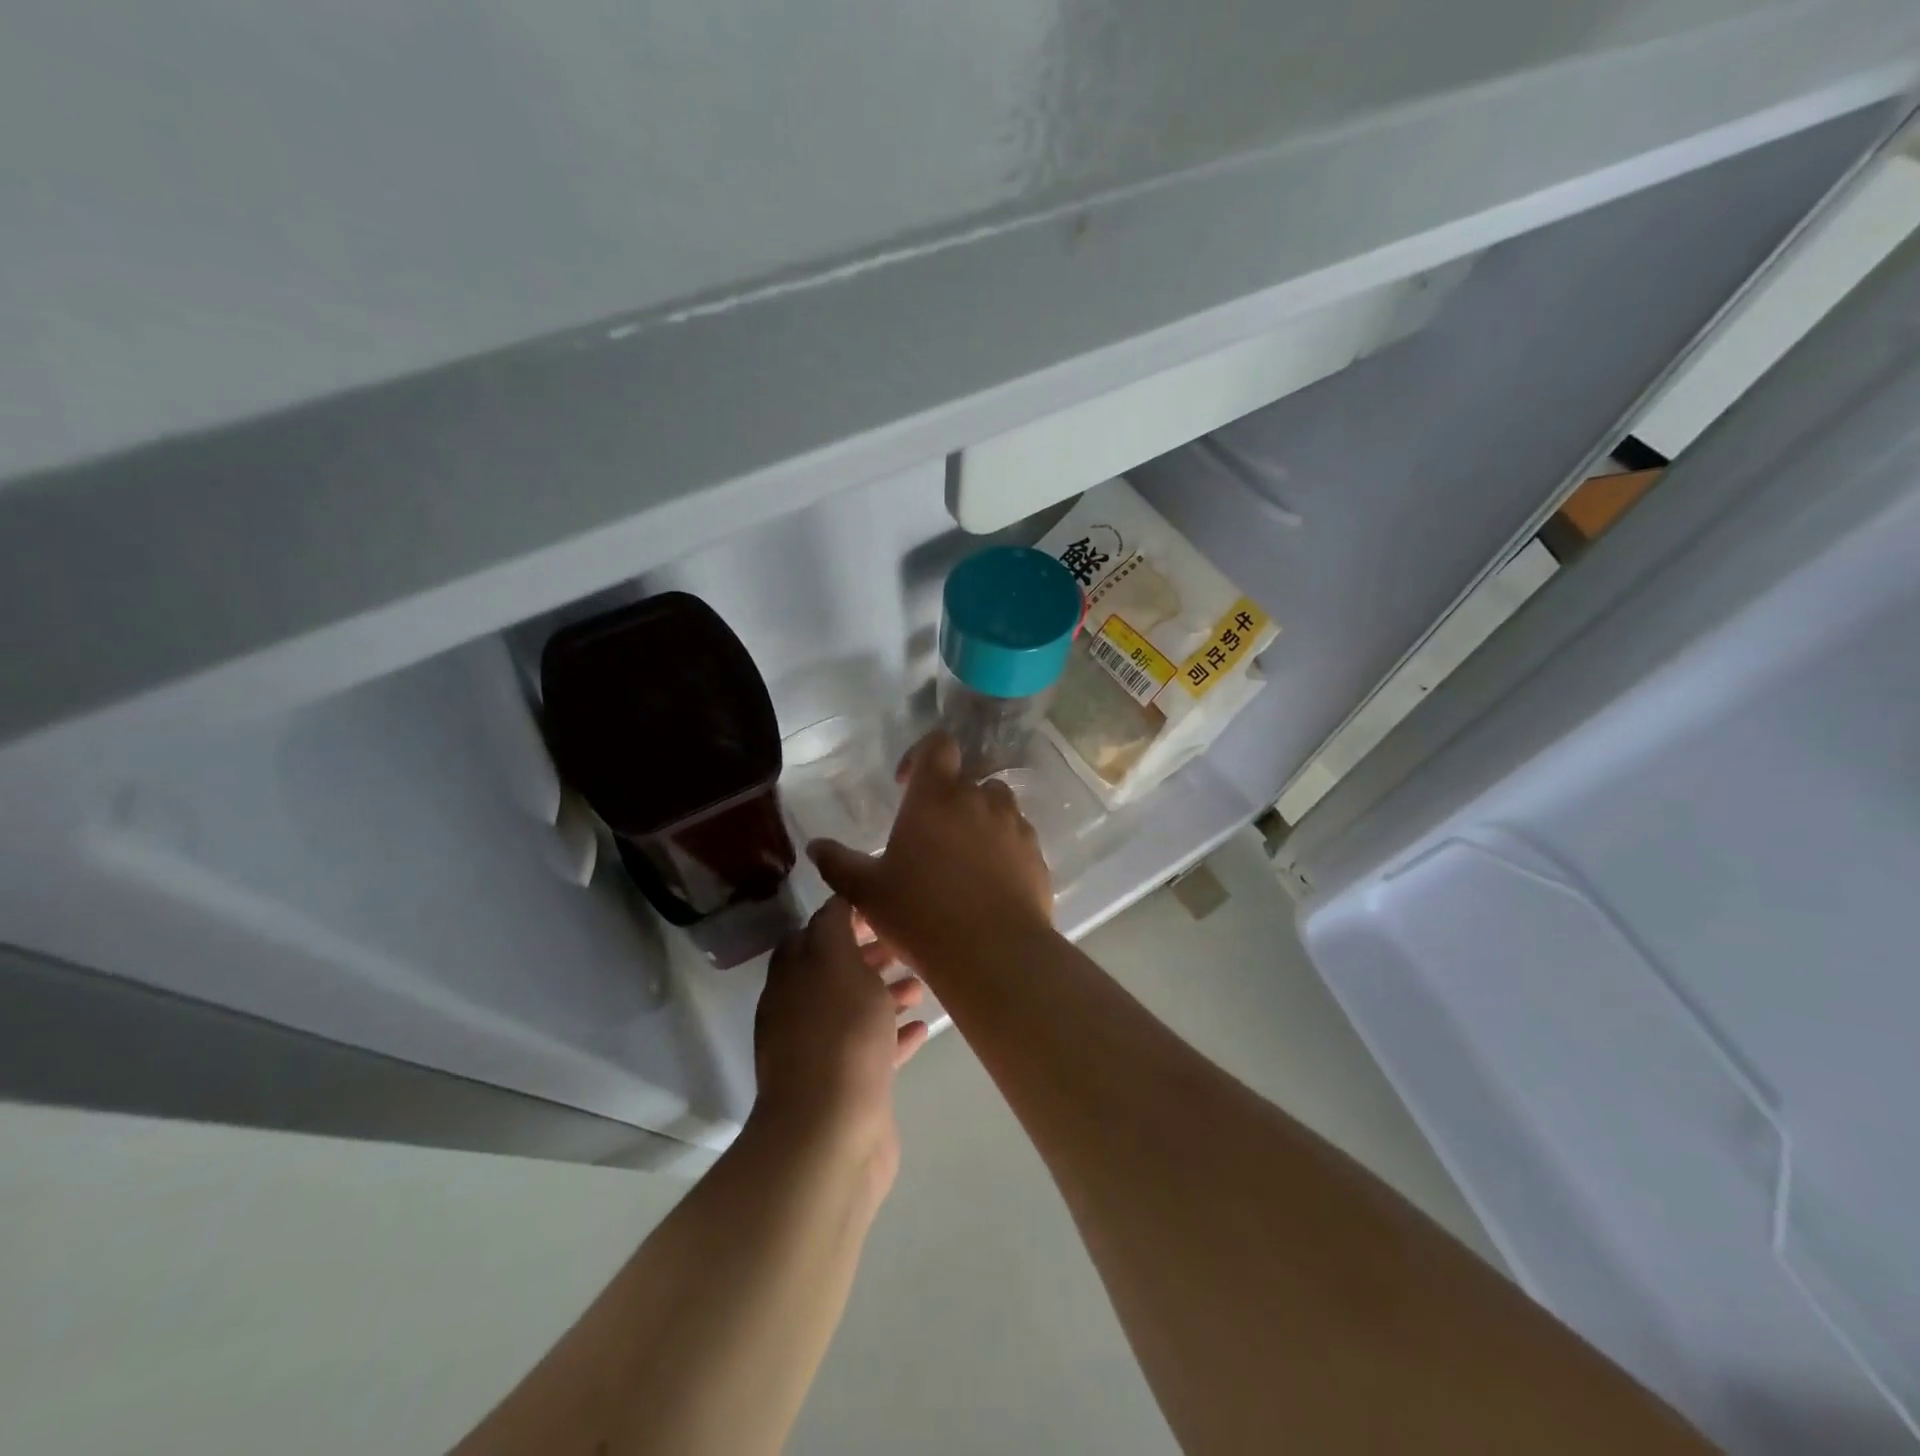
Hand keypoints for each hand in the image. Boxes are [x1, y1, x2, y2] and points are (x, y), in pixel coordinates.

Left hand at [752, 897, 928, 1187]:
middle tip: (906, 943)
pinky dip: (894, 1034)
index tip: (882, 906)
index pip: (813, 932)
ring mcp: (821, 1051)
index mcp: (792, 977)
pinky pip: (873, 1049)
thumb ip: (834, 925)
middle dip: (869, 954)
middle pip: (835, 971)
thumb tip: (836, 898)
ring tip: (922, 984)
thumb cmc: (839, 1035)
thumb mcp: (836, 962)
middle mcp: (800, 1011)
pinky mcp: (847, 1086)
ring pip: (855, 1009)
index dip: (845, 916)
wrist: (831, 1134)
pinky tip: (922, 1027)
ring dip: (885, 992)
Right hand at [807, 731, 1054, 982]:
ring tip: (963, 856)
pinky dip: (1003, 847)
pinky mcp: (1036, 854)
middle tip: (931, 836)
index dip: (922, 756)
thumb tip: (816, 846)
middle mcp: (979, 800)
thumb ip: (838, 864)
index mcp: (936, 797)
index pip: (938, 745)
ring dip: (980, 819)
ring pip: (997, 805)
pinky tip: (989, 883)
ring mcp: (1014, 826)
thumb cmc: (921, 916)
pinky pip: (1018, 837)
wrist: (994, 954)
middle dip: (950, 798)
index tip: (906, 785)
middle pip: (968, 779)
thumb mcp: (867, 893)